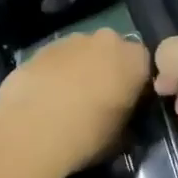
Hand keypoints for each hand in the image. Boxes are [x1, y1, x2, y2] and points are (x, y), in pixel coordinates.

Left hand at [0, 28, 151, 177]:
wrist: (33, 130)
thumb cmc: (88, 134)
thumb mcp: (121, 136)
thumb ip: (126, 117)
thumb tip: (120, 116)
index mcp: (133, 59)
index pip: (143, 64)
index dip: (135, 83)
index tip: (126, 103)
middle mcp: (105, 40)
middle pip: (110, 52)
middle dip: (105, 69)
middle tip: (97, 99)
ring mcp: (70, 41)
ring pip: (80, 52)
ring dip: (77, 69)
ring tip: (65, 101)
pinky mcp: (40, 49)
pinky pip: (54, 60)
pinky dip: (53, 74)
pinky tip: (44, 98)